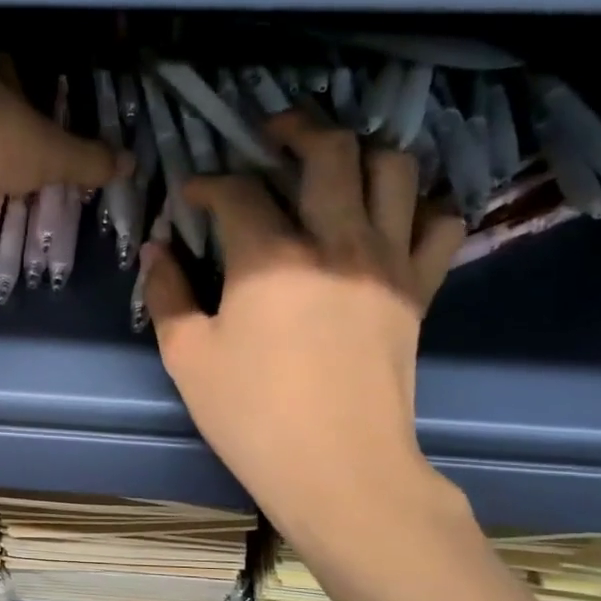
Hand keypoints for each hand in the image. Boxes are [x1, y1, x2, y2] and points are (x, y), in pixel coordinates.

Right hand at [144, 113, 468, 552]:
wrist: (340, 471)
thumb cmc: (254, 418)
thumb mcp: (188, 359)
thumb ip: (168, 295)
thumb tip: (159, 251)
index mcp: (271, 258)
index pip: (236, 191)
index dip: (206, 183)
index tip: (192, 194)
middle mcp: (337, 240)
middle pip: (329, 150)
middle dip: (294, 129)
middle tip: (270, 135)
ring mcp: (387, 261)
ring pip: (394, 168)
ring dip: (361, 153)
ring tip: (334, 165)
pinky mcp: (419, 289)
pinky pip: (441, 223)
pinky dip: (420, 205)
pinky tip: (391, 215)